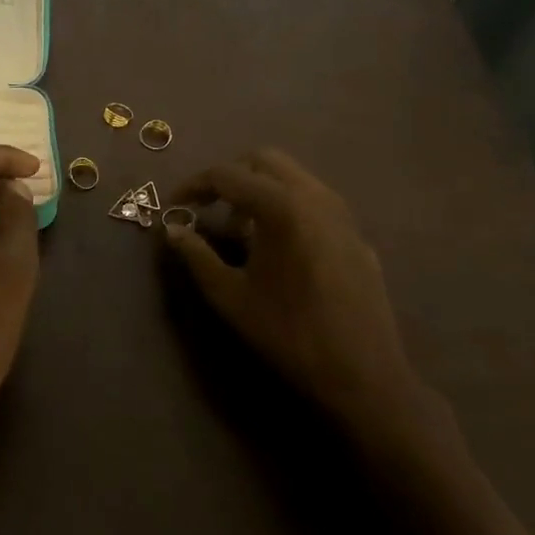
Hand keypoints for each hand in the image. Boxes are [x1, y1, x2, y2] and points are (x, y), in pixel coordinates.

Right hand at [164, 149, 425, 430]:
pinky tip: (277, 248)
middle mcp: (315, 196)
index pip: (226, 175)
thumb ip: (197, 256)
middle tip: (207, 209)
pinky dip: (286, 206)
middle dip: (229, 178)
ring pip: (292, 177)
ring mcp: (342, 213)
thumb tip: (172, 230)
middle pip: (263, 161)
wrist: (363, 374)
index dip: (193, 187)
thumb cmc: (288, 333)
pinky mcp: (356, 233)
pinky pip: (313, 200)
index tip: (173, 208)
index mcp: (281, 206)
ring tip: (240, 230)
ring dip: (259, 190)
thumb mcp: (230, 296)